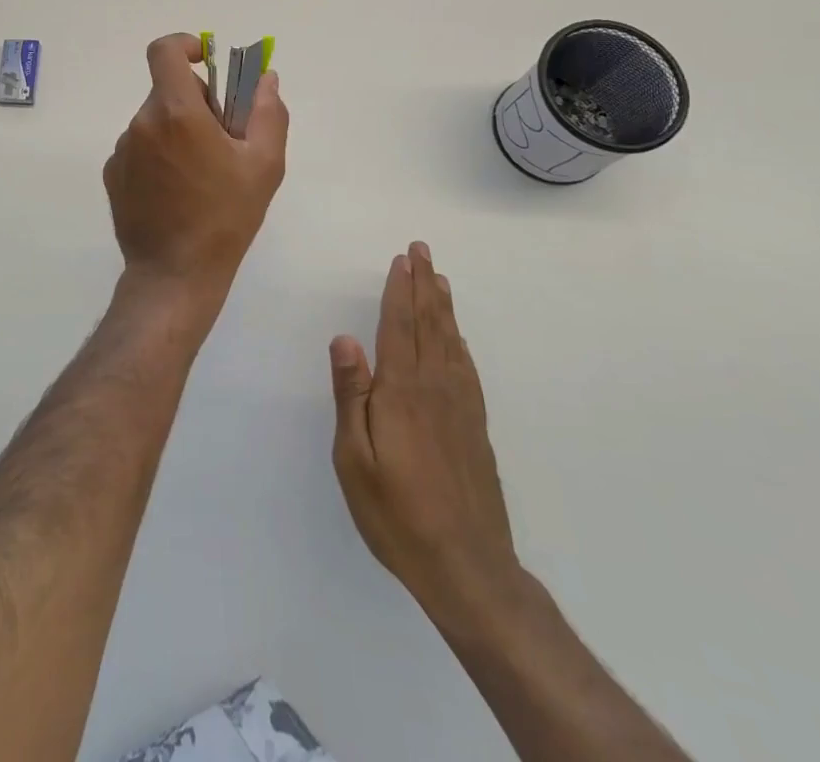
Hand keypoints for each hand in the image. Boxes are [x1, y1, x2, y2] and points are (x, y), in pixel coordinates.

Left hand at [103, 33, 288, 333]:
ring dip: (178, 133)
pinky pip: (140, 148)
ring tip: (202, 175)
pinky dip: (159, 156)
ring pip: (156, 122)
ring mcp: (122, 150)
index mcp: (176, 111)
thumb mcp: (264, 164)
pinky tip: (177, 193)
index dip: (185, 45)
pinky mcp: (112, 174)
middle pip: (168, 91)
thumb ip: (267, 112)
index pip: (164, 51)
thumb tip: (265, 78)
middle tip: (222, 141)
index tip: (205, 61)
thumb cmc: (225, 217)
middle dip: (197, 104)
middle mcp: (141, 123)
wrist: (174, 274)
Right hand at [330, 243, 524, 638]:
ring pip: (451, 342)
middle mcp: (435, 388)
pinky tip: (458, 337)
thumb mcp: (355, 458)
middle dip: (423, 285)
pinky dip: (460, 343)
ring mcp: (460, 407)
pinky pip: (467, 369)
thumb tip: (345, 338)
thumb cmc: (397, 513)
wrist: (467, 568)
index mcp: (402, 392)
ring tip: (440, 278)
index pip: (399, 327)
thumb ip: (351, 395)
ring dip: (443, 306)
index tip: (402, 258)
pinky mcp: (475, 428)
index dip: (399, 290)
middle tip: (423, 250)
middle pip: (429, 325)